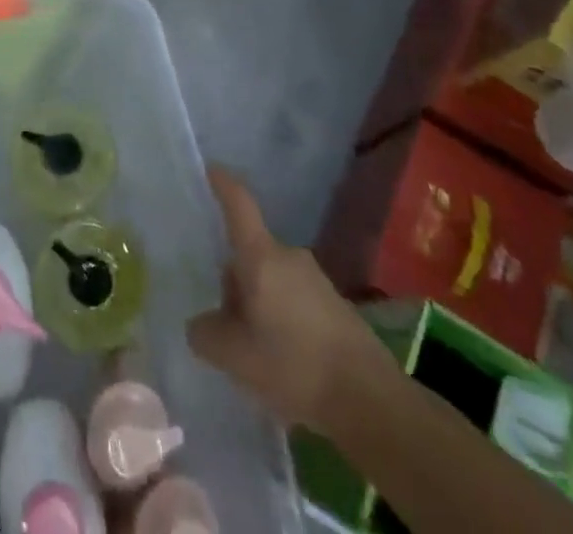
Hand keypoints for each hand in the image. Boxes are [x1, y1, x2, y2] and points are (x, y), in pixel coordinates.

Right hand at [186, 166, 388, 435]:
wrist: (371, 402)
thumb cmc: (294, 365)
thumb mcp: (233, 356)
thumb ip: (206, 333)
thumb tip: (201, 323)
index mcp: (261, 255)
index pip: (239, 204)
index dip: (223, 183)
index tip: (210, 169)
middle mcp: (289, 256)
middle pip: (251, 253)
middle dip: (235, 280)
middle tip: (223, 320)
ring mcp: (316, 280)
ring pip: (272, 279)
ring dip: (259, 302)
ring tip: (254, 349)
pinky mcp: (336, 307)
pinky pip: (295, 300)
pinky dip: (282, 320)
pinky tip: (284, 361)